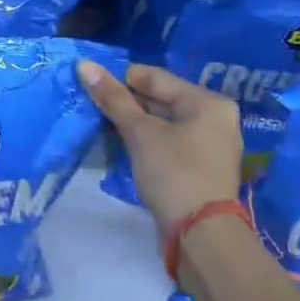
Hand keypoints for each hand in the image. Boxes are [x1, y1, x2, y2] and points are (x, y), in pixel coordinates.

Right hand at [78, 61, 243, 232]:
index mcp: (208, 102)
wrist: (201, 235)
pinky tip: (120, 143)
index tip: (89, 81)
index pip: (156, 77)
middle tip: (90, 103)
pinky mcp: (198, 168)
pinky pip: (167, 142)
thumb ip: (113, 98)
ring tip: (100, 122)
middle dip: (126, 101)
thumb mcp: (140, 132)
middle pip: (161, 99)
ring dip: (133, 122)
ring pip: (162, 123)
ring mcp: (209, 145)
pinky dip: (145, 141)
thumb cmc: (174, 172)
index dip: (120, 78)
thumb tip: (84, 65)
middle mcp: (214, 119)